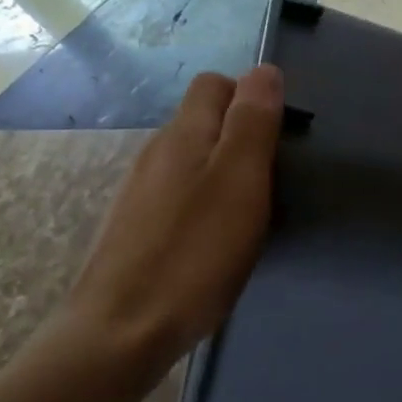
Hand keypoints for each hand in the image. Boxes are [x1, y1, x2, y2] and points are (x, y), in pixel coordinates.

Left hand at [62, 65, 283, 379]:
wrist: (121, 331)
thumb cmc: (195, 252)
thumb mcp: (239, 180)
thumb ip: (252, 122)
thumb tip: (265, 70)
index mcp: (183, 134)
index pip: (215, 84)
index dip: (251, 96)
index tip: (279, 134)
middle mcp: (156, 152)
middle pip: (202, 120)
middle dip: (240, 134)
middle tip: (272, 177)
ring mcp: (140, 191)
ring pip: (191, 159)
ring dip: (223, 170)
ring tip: (250, 210)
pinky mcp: (134, 227)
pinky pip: (178, 194)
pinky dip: (204, 201)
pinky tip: (215, 238)